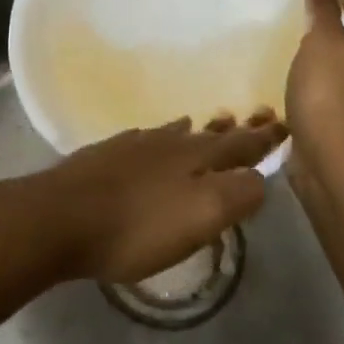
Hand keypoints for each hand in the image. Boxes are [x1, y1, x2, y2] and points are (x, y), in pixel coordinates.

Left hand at [29, 116, 286, 282]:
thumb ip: (237, 195)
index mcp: (196, 158)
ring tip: (213, 122)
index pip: (241, 145)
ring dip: (200, 130)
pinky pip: (145, 139)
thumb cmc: (136, 226)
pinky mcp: (104, 157)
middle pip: (210, 134)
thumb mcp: (200, 217)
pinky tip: (153, 139)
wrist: (59, 217)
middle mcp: (168, 144)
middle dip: (236, 129)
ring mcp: (133, 147)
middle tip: (256, 117)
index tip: (284, 123)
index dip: (264, 138)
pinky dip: (161, 137)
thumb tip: (258, 179)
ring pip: (176, 133)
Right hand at [285, 0, 343, 178]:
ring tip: (286, 45)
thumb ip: (322, 9)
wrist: (332, 156)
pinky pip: (321, 92)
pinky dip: (307, 83)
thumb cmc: (330, 90)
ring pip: (336, 66)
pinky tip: (286, 80)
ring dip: (316, 57)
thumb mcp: (323, 40)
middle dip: (326, 26)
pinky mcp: (338, 121)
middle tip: (293, 13)